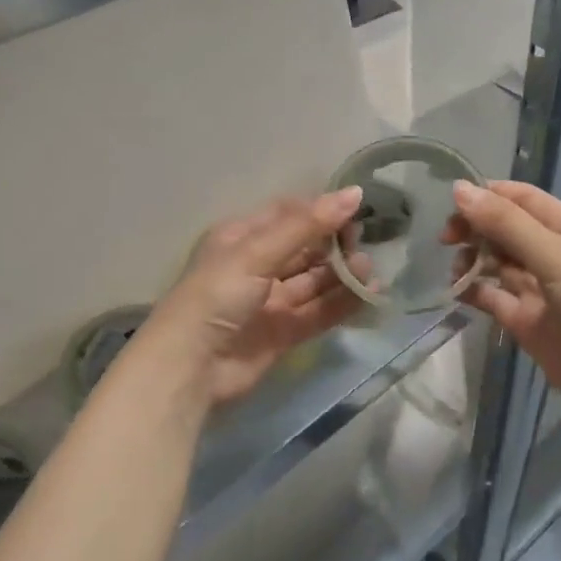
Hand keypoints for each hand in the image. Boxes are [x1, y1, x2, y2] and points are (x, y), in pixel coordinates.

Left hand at [142, 188, 368, 404]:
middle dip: (334, 244)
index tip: (356, 209)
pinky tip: (368, 294)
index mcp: (240, 238)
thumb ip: (307, 226)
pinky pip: (318, 312)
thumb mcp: (257, 252)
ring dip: (341, 274)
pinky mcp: (283, 333)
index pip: (287, 215)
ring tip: (369, 269)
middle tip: (364, 243)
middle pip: (303, 248)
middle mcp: (255, 266)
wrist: (191, 366)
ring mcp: (269, 302)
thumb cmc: (217, 295)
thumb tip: (354, 193)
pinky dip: (342, 304)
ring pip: (313, 281)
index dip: (320, 210)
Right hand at [441, 179, 560, 432]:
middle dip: (474, 228)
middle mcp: (551, 253)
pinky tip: (457, 292)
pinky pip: (491, 297)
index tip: (451, 203)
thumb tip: (458, 189)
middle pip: (503, 229)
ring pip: (495, 262)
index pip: (520, 198)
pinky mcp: (524, 320)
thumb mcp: (554, 255)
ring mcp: (537, 288)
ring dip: (472, 260)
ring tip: (456, 271)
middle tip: (446, 240)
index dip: (486, 196)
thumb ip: (506, 224)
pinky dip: (473, 291)